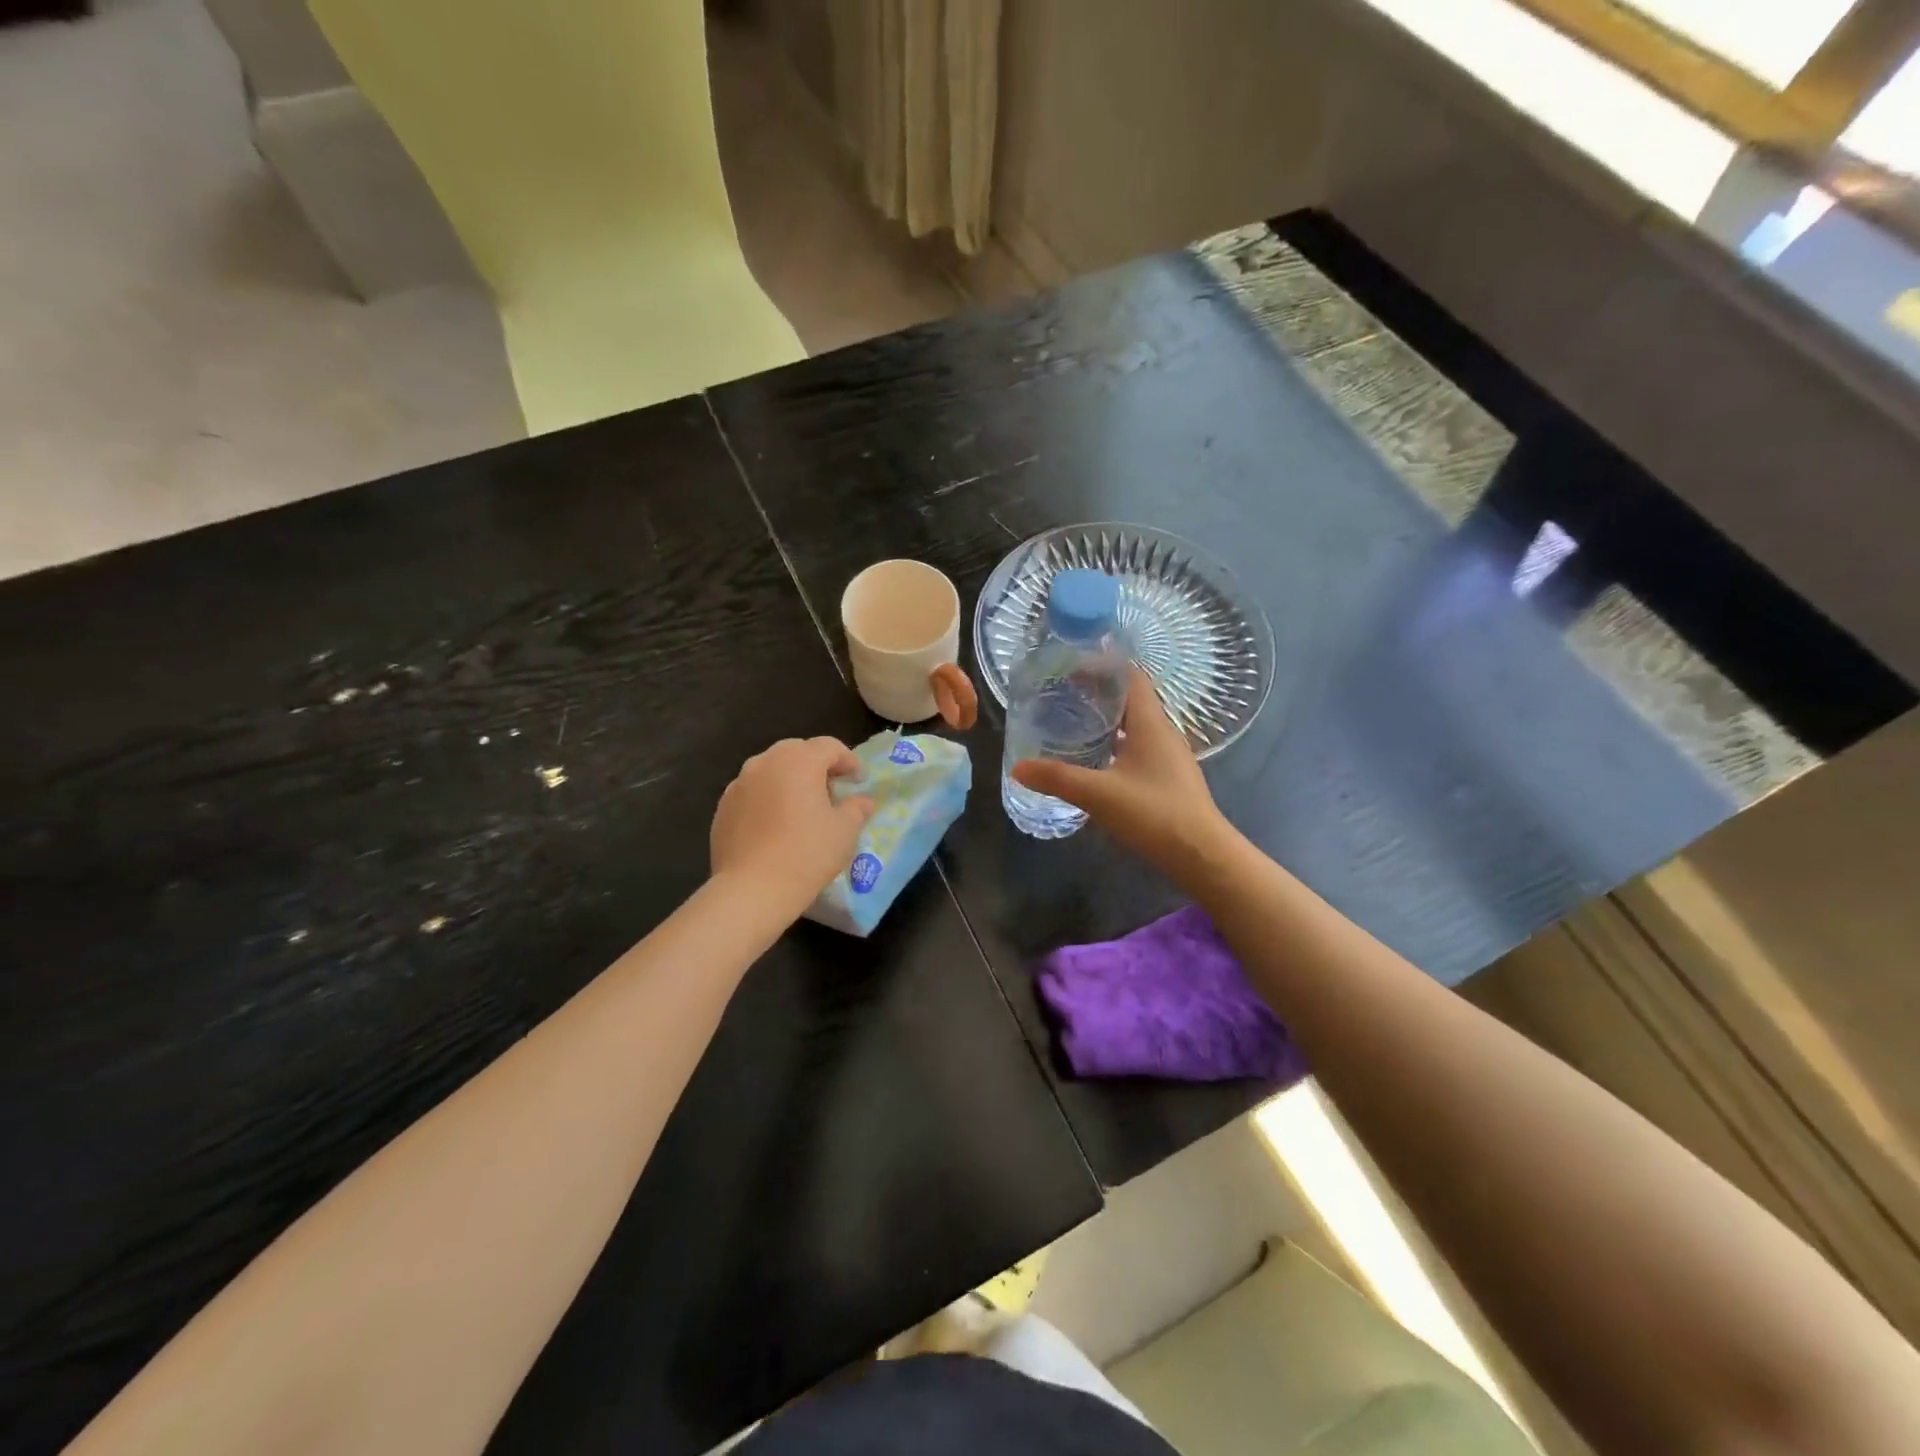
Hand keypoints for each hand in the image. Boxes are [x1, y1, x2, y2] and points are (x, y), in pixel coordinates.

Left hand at [711, 737, 875, 911]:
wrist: (751, 889)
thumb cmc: (806, 853)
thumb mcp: (844, 831)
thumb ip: (856, 809)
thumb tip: (862, 801)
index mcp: (798, 760)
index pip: (829, 746)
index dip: (849, 761)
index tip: (859, 782)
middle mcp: (765, 762)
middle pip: (797, 752)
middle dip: (817, 766)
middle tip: (832, 790)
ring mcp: (739, 784)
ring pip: (771, 770)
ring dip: (790, 780)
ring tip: (802, 807)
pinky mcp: (723, 807)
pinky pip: (752, 792)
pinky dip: (768, 799)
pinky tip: (776, 825)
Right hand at [1012, 669, 1235, 883]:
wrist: (1201, 855)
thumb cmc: (1154, 813)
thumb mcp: (1098, 794)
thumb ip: (1057, 778)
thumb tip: (1018, 767)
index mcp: (1150, 723)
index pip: (1130, 676)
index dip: (1102, 666)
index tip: (1070, 667)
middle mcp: (1163, 732)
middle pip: (1131, 698)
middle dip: (1098, 693)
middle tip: (1062, 694)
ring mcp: (1169, 756)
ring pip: (1135, 725)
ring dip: (1107, 720)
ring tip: (1073, 722)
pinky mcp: (1168, 777)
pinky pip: (1139, 747)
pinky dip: (1116, 743)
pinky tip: (1096, 759)